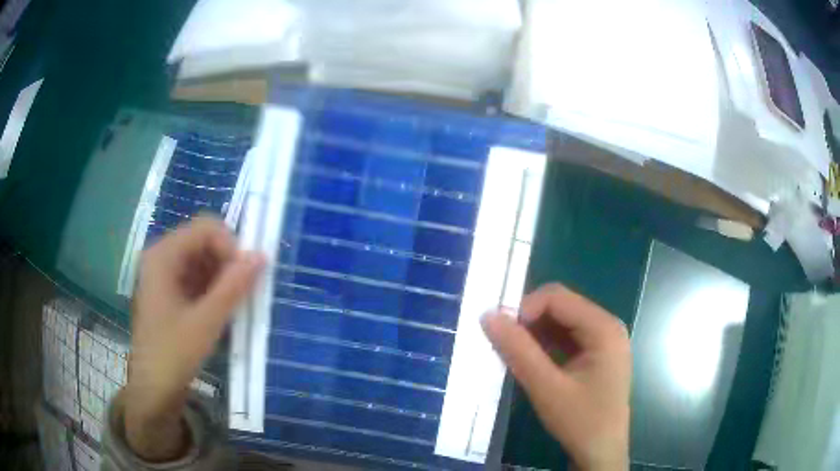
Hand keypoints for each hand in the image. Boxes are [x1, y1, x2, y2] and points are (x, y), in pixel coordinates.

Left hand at [125, 217, 264, 460]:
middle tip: (243, 293)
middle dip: (227, 262)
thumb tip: (262, 256)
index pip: (206, 228)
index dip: (230, 246)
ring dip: (223, 277)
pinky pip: (197, 276)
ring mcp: (164, 274)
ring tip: (234, 305)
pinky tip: (221, 311)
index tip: (246, 277)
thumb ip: (233, 287)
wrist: (153, 388)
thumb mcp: (206, 322)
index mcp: (164, 255)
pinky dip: (214, 288)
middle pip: (204, 241)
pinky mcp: (170, 291)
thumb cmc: (174, 354)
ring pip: (203, 260)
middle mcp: (162, 256)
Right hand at [482, 284, 630, 470]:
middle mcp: (607, 326)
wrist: (601, 453)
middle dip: (529, 321)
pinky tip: (530, 360)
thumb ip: (518, 351)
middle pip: (561, 307)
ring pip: (561, 322)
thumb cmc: (580, 421)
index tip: (500, 333)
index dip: (524, 308)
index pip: (558, 298)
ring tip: (513, 354)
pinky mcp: (596, 355)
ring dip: (535, 333)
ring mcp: (603, 341)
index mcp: (604, 328)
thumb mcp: (546, 388)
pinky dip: (545, 345)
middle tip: (503, 344)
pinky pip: (566, 338)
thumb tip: (488, 316)